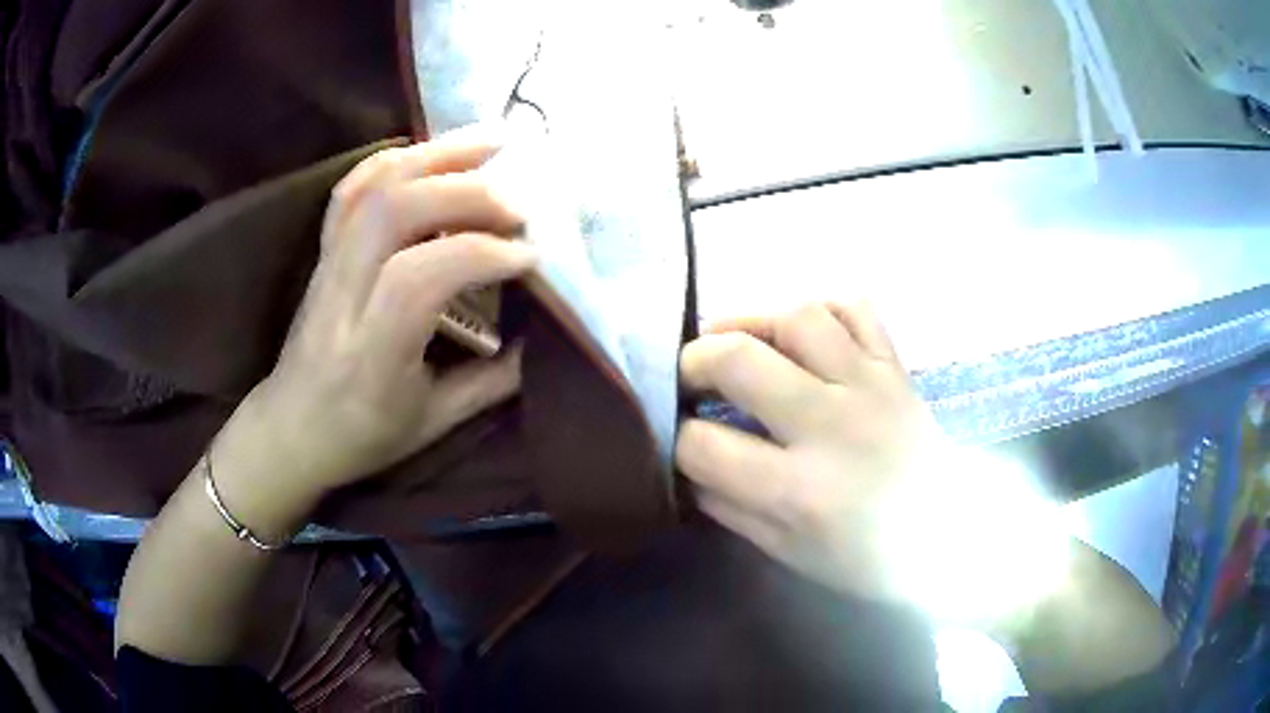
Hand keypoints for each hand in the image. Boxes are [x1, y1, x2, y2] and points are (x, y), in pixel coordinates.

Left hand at [235, 127, 536, 497]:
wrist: (290, 428)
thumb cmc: (361, 437)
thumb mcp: (433, 424)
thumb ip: (492, 383)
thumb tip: (543, 338)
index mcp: (371, 354)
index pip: (418, 279)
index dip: (479, 254)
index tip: (528, 258)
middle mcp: (342, 297)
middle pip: (394, 213)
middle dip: (466, 195)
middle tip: (518, 204)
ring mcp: (327, 265)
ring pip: (372, 188)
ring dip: (438, 156)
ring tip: (493, 142)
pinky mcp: (323, 250)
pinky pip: (352, 188)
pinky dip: (397, 158)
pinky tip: (436, 151)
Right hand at [676, 302, 942, 601]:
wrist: (950, 535)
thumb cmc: (867, 558)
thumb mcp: (787, 551)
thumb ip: (728, 507)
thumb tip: (685, 466)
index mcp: (798, 490)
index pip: (703, 445)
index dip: (675, 439)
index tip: (677, 437)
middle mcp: (831, 425)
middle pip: (738, 360)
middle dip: (692, 363)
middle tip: (689, 377)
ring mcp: (869, 385)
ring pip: (796, 317)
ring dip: (750, 321)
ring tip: (736, 342)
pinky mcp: (895, 366)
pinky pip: (855, 307)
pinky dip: (820, 308)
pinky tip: (802, 332)